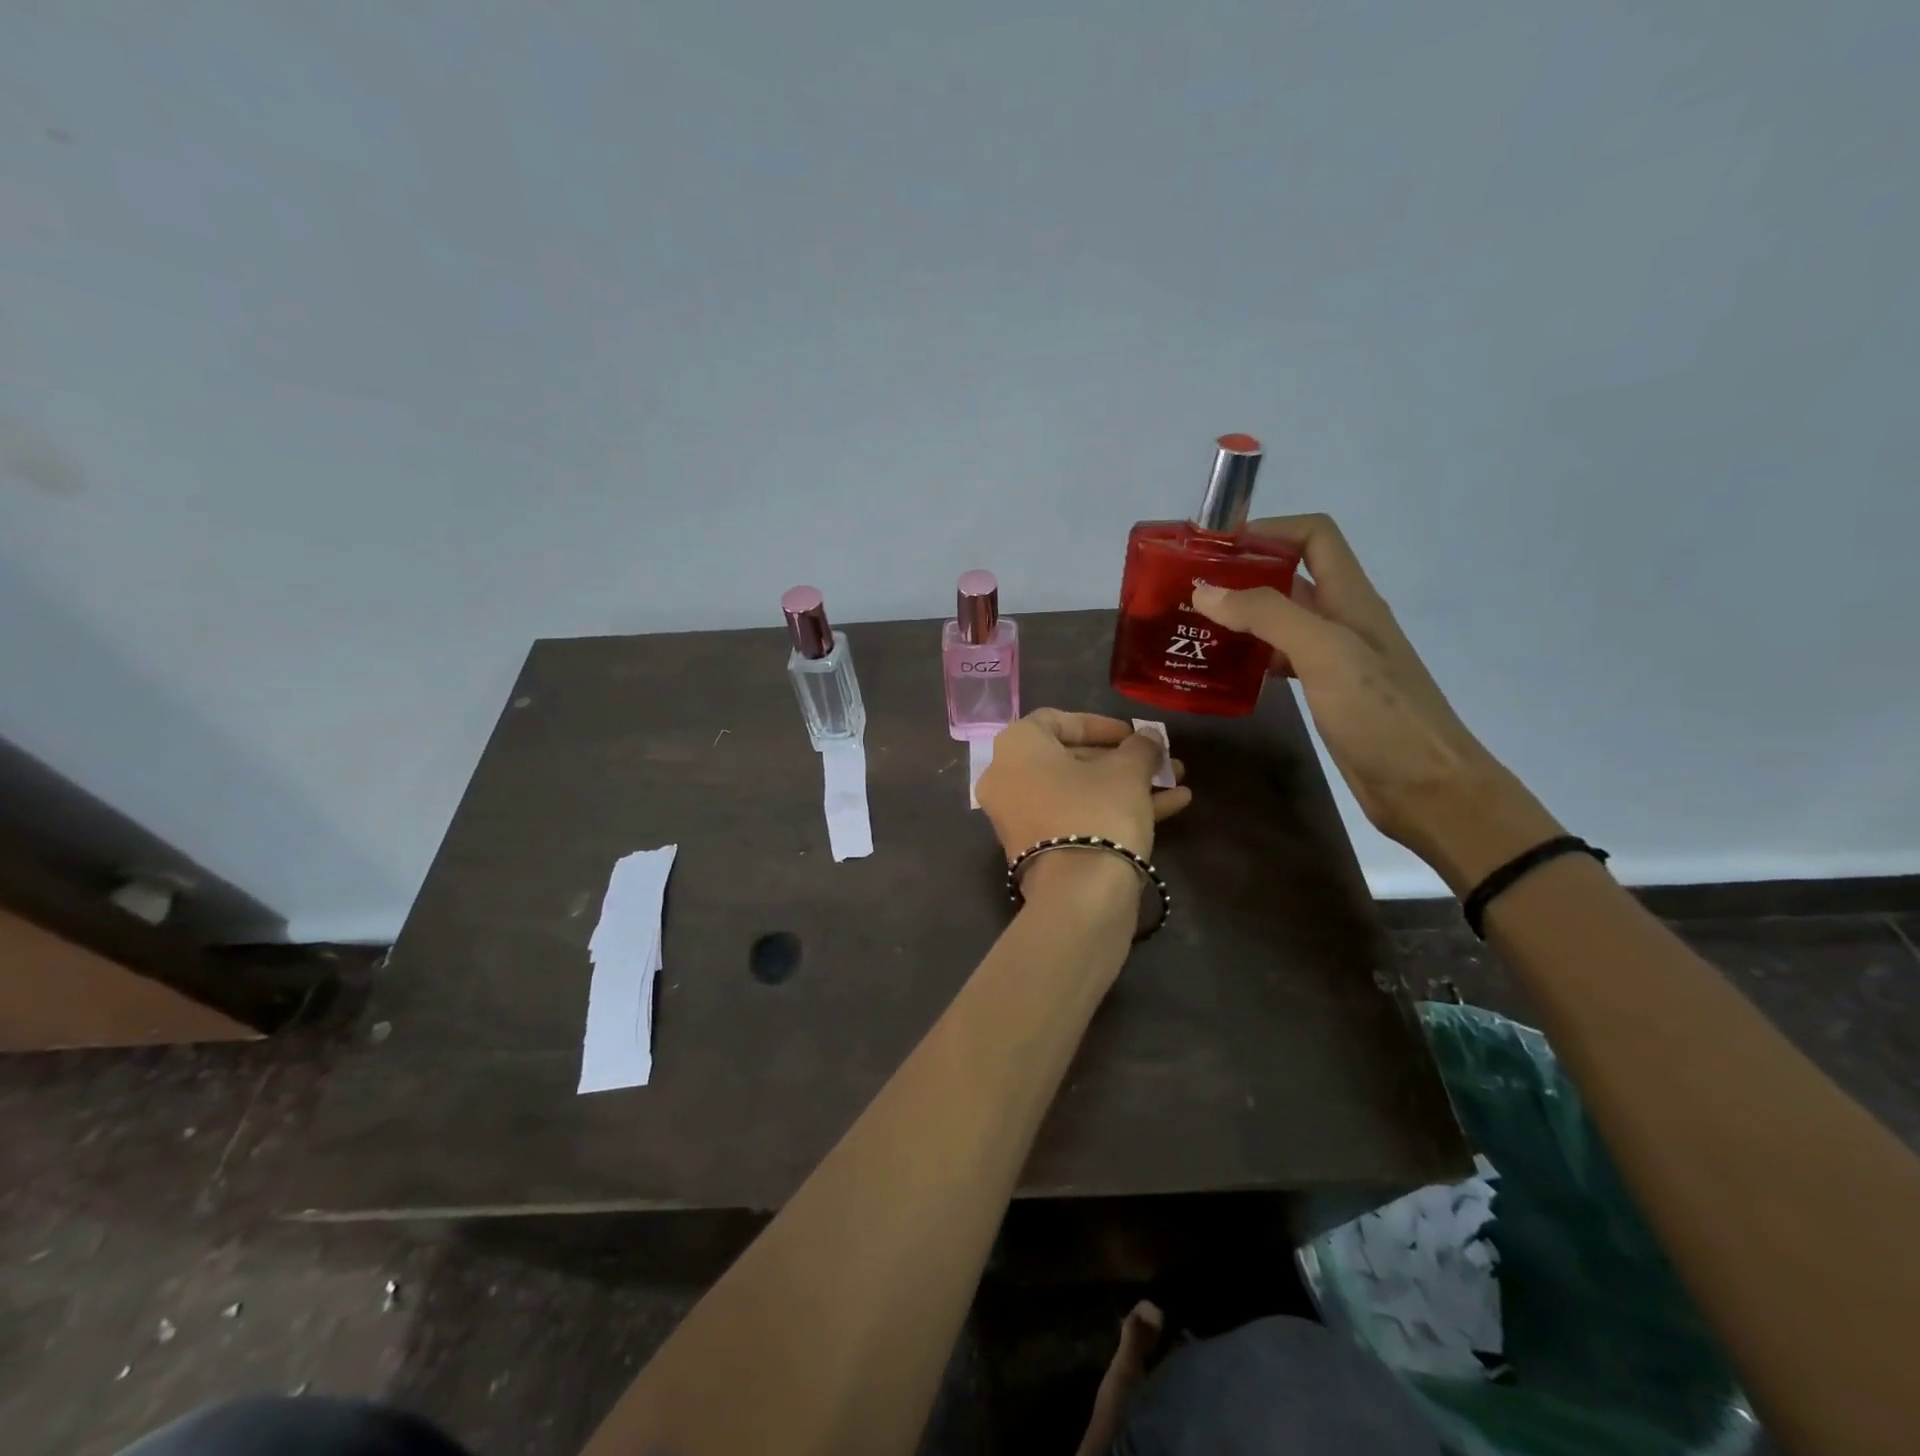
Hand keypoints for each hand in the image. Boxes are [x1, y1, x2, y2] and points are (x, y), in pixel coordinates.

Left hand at [975, 710, 1190, 886]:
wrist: (1080, 894)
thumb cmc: (1098, 811)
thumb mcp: (1128, 770)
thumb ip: (1140, 746)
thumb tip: (1148, 737)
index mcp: (1017, 747)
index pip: (1057, 720)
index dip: (1100, 724)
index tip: (1134, 734)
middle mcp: (1008, 779)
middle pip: (1071, 759)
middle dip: (1123, 760)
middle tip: (1161, 761)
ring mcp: (1020, 818)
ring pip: (1079, 792)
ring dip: (1128, 785)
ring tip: (1177, 782)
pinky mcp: (1038, 850)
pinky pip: (1076, 818)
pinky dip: (1115, 810)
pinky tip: (1171, 807)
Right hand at [1191, 514, 1558, 889]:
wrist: (1427, 789)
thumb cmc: (1380, 714)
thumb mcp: (1324, 653)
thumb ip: (1266, 615)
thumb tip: (1205, 591)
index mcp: (1351, 598)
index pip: (1314, 536)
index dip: (1269, 529)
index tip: (1215, 548)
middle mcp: (1342, 620)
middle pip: (1291, 577)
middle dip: (1242, 575)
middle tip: (1189, 591)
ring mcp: (1334, 659)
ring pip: (1281, 621)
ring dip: (1241, 617)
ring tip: (1193, 628)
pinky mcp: (1325, 692)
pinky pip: (1280, 660)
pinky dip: (1250, 656)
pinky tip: (1222, 671)